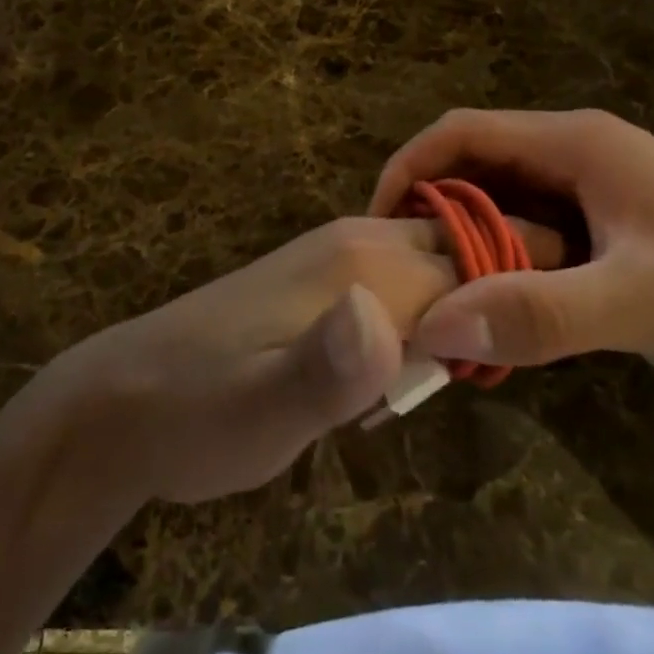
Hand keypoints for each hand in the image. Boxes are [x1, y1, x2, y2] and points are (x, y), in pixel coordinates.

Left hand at [50, 215, 562, 503]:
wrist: (123, 400)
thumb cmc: (199, 412)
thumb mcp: (263, 412)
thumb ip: (327, 369)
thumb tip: (387, 319)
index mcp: (362, 262)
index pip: (478, 261)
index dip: (516, 302)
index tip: (530, 354)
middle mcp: (357, 241)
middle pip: (462, 250)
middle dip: (495, 298)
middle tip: (489, 372)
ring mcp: (335, 255)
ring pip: (433, 264)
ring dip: (457, 313)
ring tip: (438, 383)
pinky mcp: (319, 281)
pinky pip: (399, 281)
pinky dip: (420, 319)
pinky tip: (393, 374)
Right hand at [369, 108, 653, 371]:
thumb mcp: (638, 301)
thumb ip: (539, 312)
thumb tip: (434, 324)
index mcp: (574, 142)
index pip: (461, 132)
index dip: (408, 166)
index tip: (374, 222)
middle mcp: (575, 149)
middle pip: (475, 160)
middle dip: (429, 206)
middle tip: (398, 269)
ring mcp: (591, 182)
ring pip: (500, 194)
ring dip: (464, 234)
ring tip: (434, 288)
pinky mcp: (604, 217)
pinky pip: (529, 222)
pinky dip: (499, 253)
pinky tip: (494, 299)